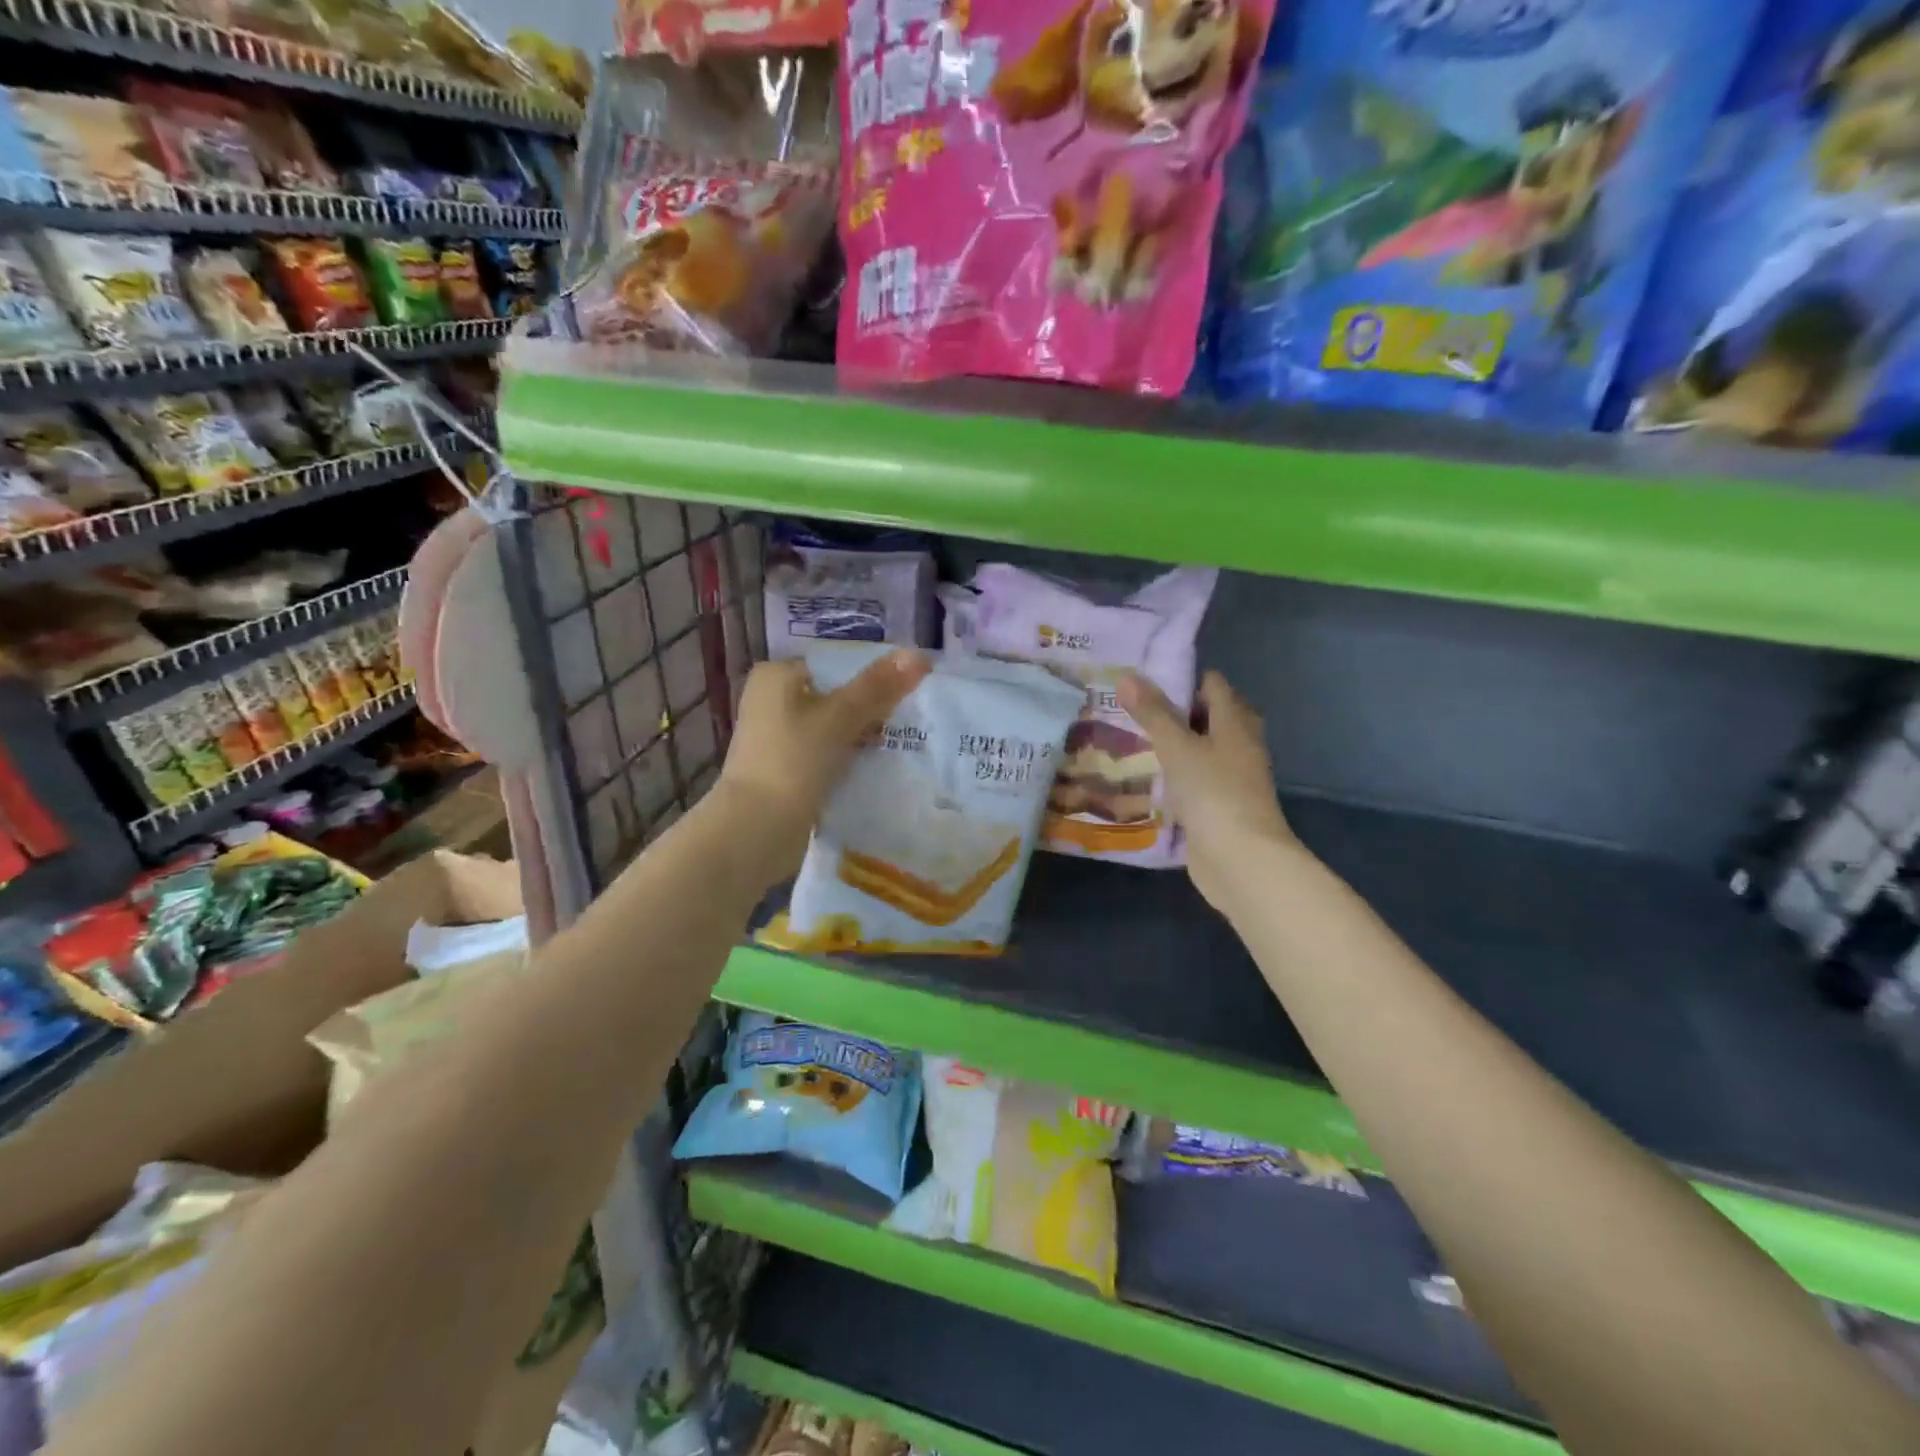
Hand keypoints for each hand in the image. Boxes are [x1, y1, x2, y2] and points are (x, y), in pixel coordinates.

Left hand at [715, 650, 930, 878]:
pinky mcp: (785, 769)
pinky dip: (848, 759)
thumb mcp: (840, 717)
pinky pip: (826, 754)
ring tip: (902, 745)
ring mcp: (777, 738)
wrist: (756, 830)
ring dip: (862, 737)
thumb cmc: (793, 760)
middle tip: (911, 722)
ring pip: (833, 728)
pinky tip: (877, 768)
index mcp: (776, 676)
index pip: (835, 665)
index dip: (873, 677)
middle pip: (836, 696)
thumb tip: (919, 654)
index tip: (909, 693)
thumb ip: (878, 686)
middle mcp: (771, 701)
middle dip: (871, 710)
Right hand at [1118, 669, 1298, 913]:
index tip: (1144, 680)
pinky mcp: (1219, 808)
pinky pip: (1195, 782)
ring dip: (1174, 746)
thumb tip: (1127, 675)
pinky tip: (1148, 779)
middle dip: (1176, 712)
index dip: (1182, 679)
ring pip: (1201, 752)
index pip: (1213, 685)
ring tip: (1132, 740)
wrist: (1241, 860)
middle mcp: (1239, 747)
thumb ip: (1152, 713)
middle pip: (1210, 718)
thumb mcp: (1177, 747)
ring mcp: (1231, 780)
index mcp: (1235, 724)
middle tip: (1134, 710)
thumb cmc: (1213, 793)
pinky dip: (1176, 777)